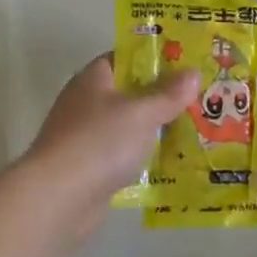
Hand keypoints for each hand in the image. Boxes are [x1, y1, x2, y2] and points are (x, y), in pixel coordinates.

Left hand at [22, 55, 199, 235]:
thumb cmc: (100, 142)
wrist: (57, 198)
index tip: (186, 64)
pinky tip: (170, 163)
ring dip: (154, 130)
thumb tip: (192, 72)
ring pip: (128, 126)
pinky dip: (142, 158)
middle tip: (199, 98)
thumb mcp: (142, 113)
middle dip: (161, 97)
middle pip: (129, 92)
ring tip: (194, 130)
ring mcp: (85, 137)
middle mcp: (86, 103)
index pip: (125, 58)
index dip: (155, 58)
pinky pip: (123, 155)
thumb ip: (168, 94)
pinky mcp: (88, 168)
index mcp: (94, 79)